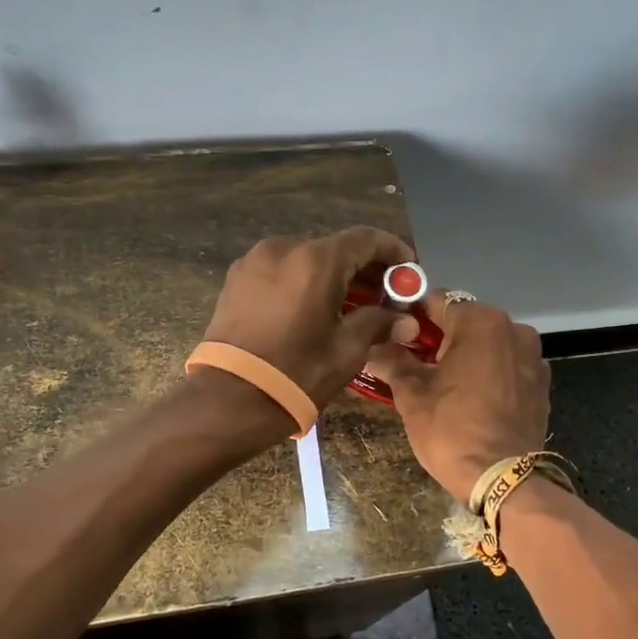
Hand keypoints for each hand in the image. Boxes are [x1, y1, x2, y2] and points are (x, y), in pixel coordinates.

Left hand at [200, 228, 419, 406]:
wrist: (228, 399)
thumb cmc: (296, 373)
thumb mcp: (347, 350)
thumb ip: (378, 324)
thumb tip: (406, 321)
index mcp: (315, 260)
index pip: (366, 239)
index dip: (393, 251)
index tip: (409, 271)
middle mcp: (284, 248)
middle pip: (334, 248)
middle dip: (363, 268)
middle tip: (384, 296)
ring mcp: (255, 261)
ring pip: (305, 258)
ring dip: (332, 275)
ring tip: (349, 306)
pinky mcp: (236, 279)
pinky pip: (281, 271)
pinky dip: (303, 281)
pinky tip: (313, 309)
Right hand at [365, 297, 549, 502]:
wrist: (503, 480)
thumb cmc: (452, 429)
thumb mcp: (411, 394)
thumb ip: (392, 361)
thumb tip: (372, 346)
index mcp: (480, 321)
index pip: (435, 300)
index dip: (409, 314)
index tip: (392, 333)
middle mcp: (513, 328)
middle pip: (464, 320)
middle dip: (437, 336)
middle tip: (411, 362)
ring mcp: (533, 356)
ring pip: (487, 343)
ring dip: (464, 354)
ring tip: (440, 382)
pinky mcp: (541, 383)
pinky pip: (506, 365)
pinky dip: (487, 371)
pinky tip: (470, 397)